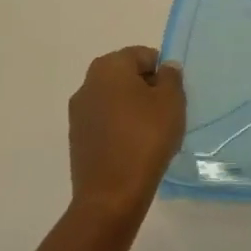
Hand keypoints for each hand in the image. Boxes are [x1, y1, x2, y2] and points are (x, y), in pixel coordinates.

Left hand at [68, 47, 185, 222]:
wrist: (111, 195)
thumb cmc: (146, 138)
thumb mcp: (172, 101)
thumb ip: (171, 77)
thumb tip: (165, 69)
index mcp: (109, 67)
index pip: (142, 55)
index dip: (162, 71)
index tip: (173, 94)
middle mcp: (88, 84)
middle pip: (126, 76)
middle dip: (147, 88)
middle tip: (166, 111)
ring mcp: (78, 113)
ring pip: (115, 100)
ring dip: (133, 109)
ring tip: (152, 133)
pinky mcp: (77, 139)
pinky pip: (105, 122)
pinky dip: (120, 127)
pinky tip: (135, 148)